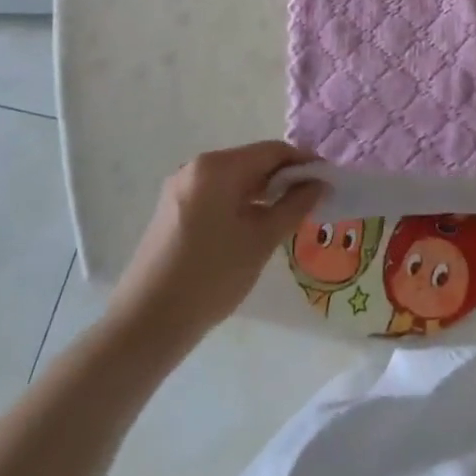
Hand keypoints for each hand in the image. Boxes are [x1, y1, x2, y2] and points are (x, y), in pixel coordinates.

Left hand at [110, 142, 320, 343]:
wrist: (146, 324)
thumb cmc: (211, 276)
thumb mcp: (261, 240)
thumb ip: (294, 206)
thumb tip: (319, 183)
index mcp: (217, 167)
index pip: (272, 151)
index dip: (304, 162)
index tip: (328, 180)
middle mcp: (195, 168)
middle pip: (252, 162)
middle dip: (284, 178)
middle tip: (313, 201)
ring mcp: (180, 189)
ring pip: (235, 180)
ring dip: (264, 193)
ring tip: (289, 216)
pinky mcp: (172, 211)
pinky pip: (217, 195)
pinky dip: (241, 204)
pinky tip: (255, 227)